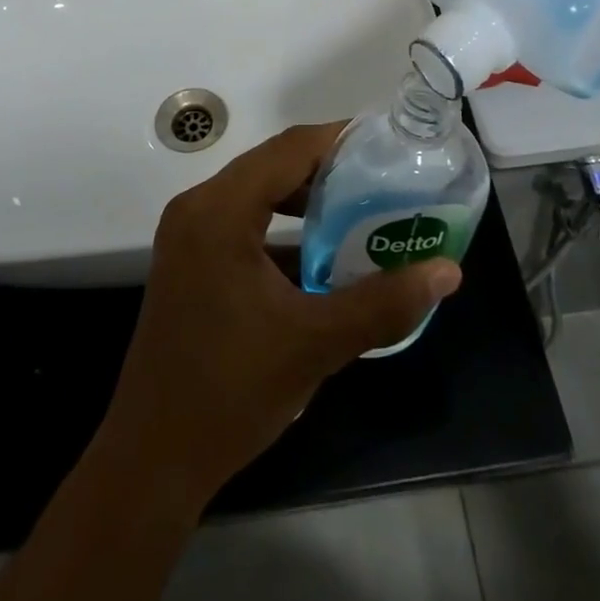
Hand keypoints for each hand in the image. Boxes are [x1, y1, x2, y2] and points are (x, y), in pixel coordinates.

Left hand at [102, 122, 463, 509]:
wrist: (152, 461)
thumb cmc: (230, 392)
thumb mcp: (314, 343)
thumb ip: (383, 303)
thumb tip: (447, 271)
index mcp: (220, 210)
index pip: (289, 149)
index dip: (341, 139)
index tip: (388, 144)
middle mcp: (198, 207)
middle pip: (272, 164)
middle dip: (328, 168)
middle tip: (383, 179)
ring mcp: (188, 234)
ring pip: (257, 192)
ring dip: (305, 197)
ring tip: (359, 210)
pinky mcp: (189, 260)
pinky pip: (242, 221)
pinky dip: (281, 226)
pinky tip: (319, 253)